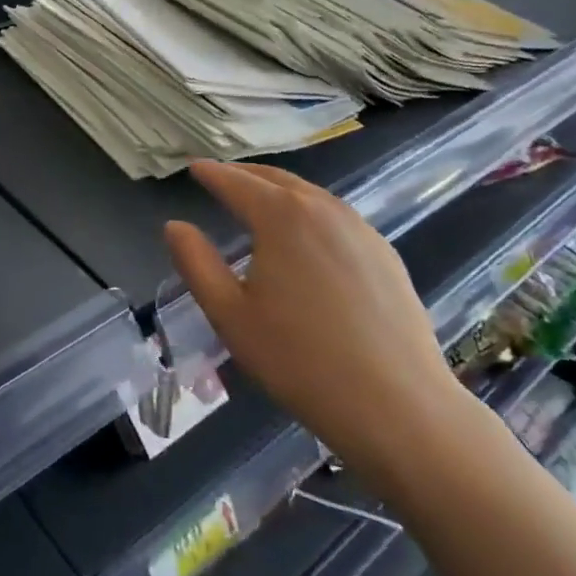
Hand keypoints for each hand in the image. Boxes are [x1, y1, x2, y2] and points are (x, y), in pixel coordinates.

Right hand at [165, 162, 470, 487]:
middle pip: (276, 179)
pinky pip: (337, 217)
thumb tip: (175, 226)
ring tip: (259, 200)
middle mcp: (323, 209)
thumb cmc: (300, 361)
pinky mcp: (386, 254)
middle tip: (222, 177)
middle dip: (245, 174)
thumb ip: (196, 263)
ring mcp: (360, 229)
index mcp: (281, 216)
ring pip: (310, 194)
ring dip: (279, 189)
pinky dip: (310, 211)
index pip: (236, 183)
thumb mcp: (230, 315)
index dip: (211, 173)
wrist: (400, 408)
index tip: (194, 167)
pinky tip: (306, 235)